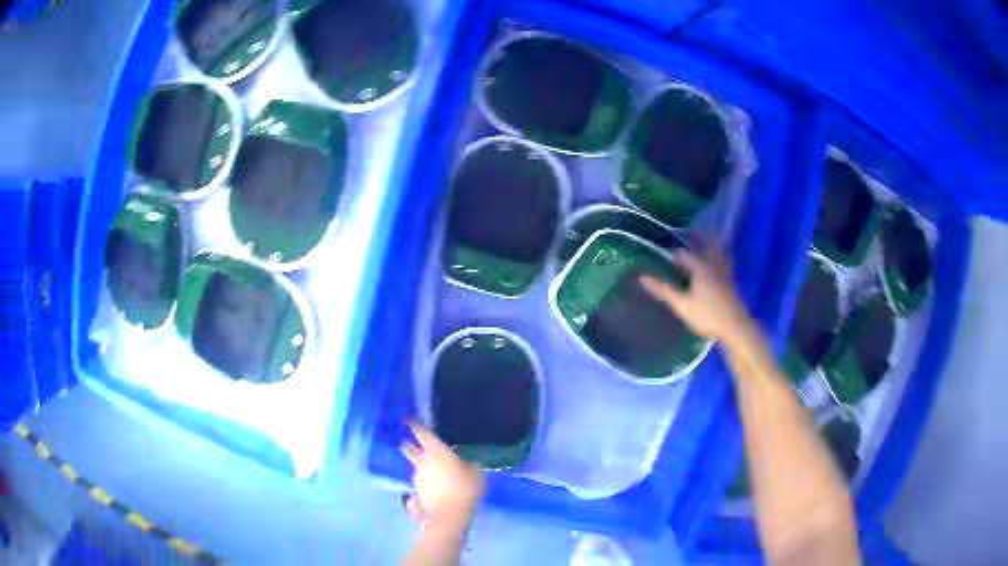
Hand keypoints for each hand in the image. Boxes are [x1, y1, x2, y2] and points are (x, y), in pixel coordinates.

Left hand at [401, 421, 485, 532]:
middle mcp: (421, 461)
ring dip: (421, 468)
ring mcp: (416, 478)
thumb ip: (470, 465)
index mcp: (435, 450)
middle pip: (408, 448)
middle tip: (410, 443)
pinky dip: (424, 485)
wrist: (450, 514)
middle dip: (408, 444)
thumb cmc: (465, 488)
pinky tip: (434, 491)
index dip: (414, 424)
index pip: (421, 432)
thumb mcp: (476, 473)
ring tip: (433, 474)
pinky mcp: (415, 493)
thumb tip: (467, 465)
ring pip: (415, 468)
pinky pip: (419, 485)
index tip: (408, 418)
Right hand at [640, 245, 749, 342]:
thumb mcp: (681, 305)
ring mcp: (724, 275)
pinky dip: (718, 260)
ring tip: (702, 247)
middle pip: (705, 248)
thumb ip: (664, 290)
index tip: (663, 251)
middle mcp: (713, 266)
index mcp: (700, 267)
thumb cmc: (707, 315)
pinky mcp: (731, 285)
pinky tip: (714, 269)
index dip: (672, 252)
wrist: (736, 328)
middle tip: (687, 236)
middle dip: (696, 241)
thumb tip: (642, 277)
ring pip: (716, 255)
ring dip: (709, 248)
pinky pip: (723, 265)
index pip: (683, 254)